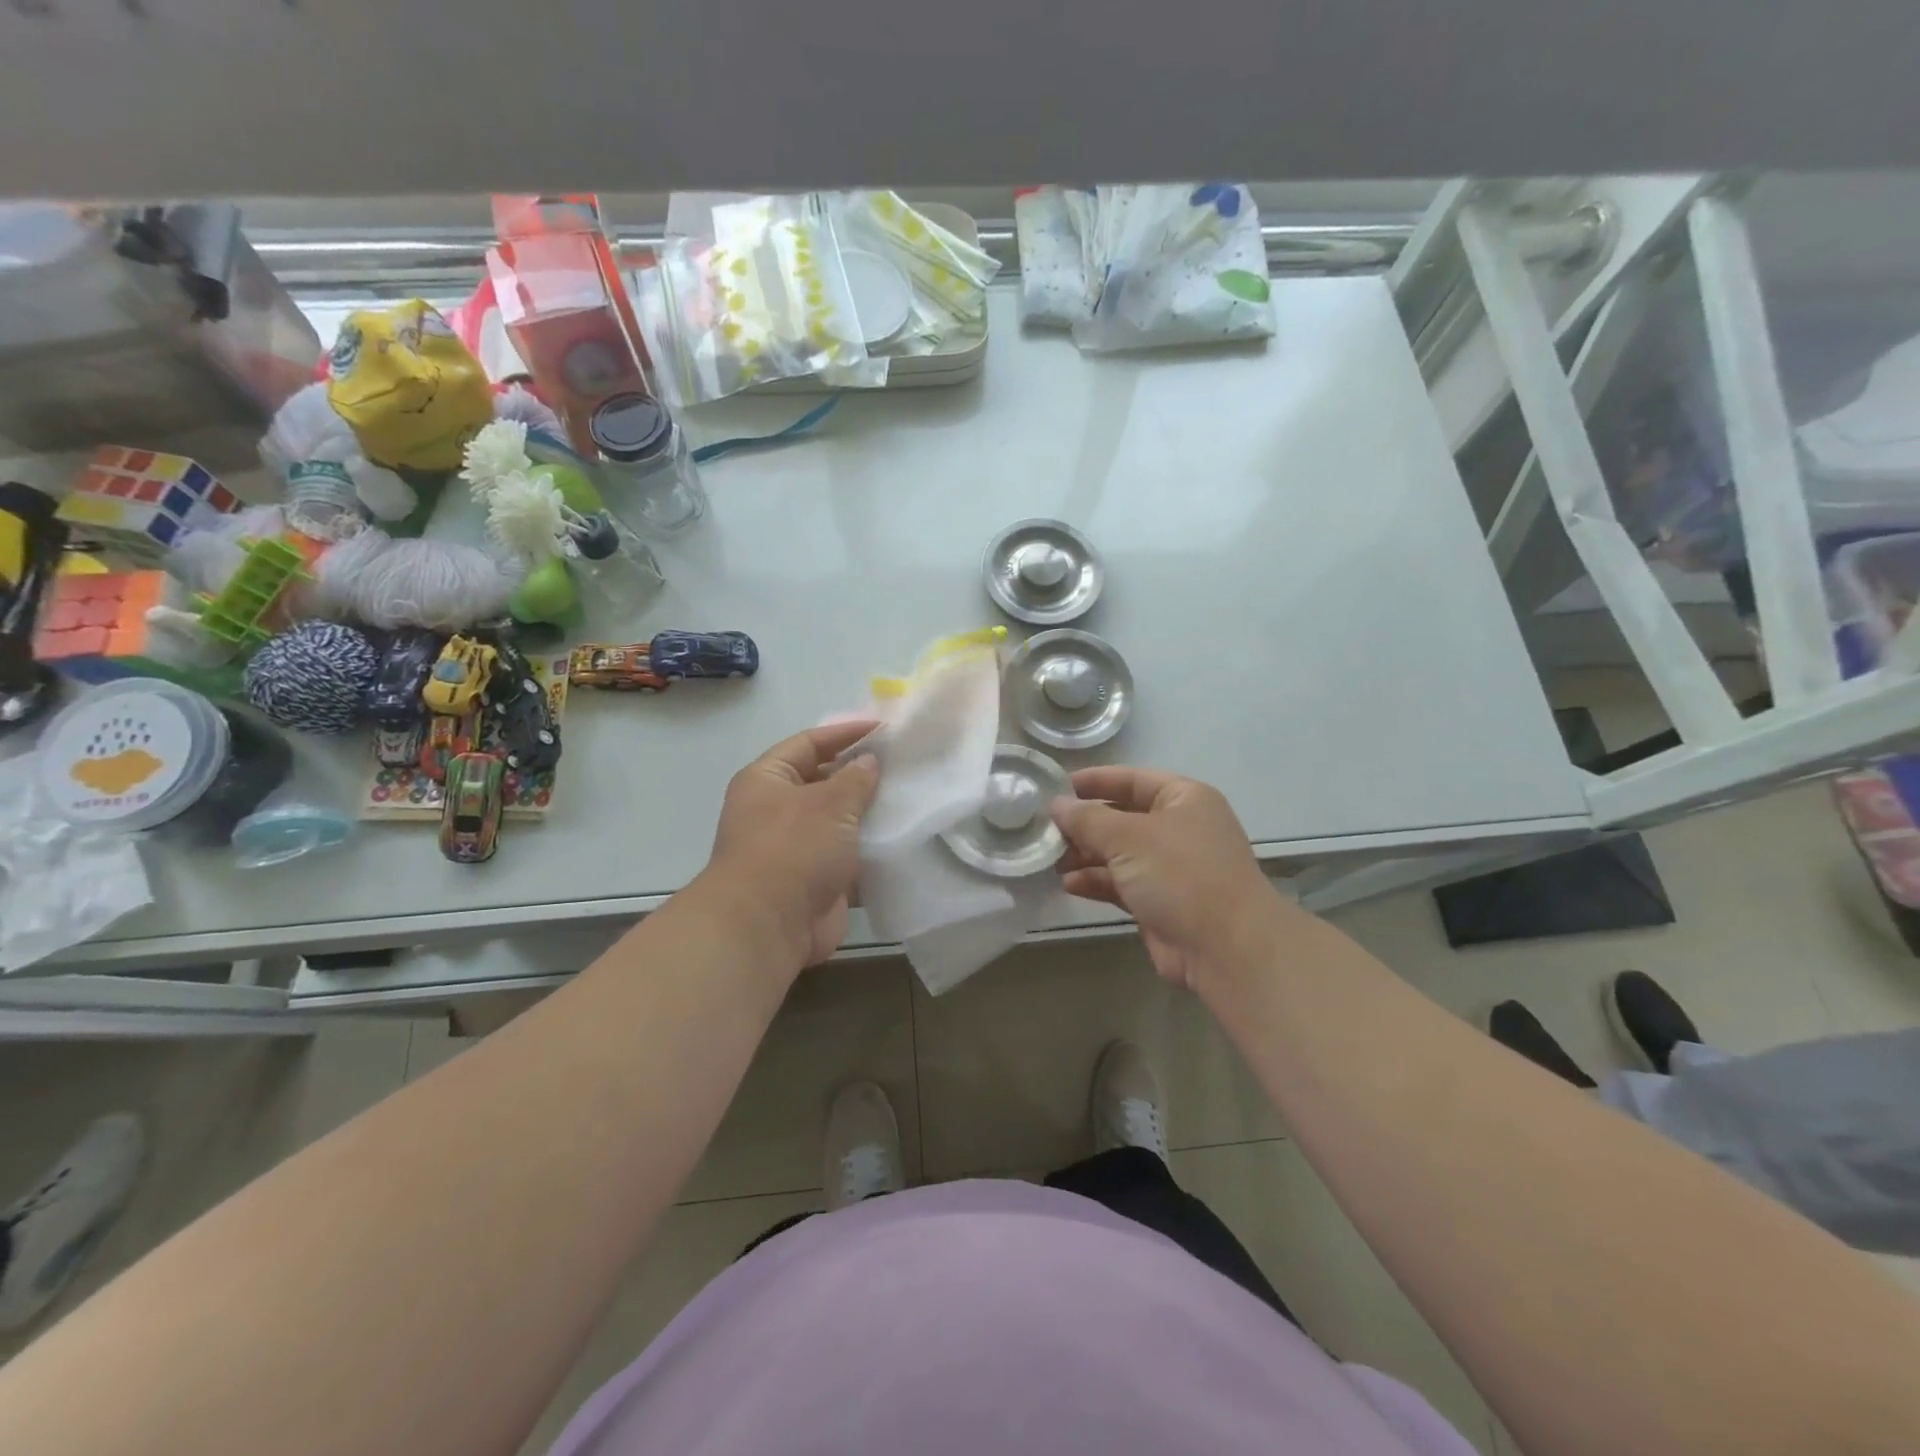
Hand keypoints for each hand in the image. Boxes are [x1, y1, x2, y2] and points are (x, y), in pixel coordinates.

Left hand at [703, 722, 880, 973]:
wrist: (768, 926)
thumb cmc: (793, 849)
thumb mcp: (829, 803)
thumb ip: (855, 778)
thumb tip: (869, 762)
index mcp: (767, 780)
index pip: (808, 743)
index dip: (844, 733)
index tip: (883, 729)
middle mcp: (777, 810)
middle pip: (824, 782)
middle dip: (861, 775)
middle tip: (904, 764)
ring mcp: (796, 848)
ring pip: (840, 822)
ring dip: (870, 814)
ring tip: (912, 797)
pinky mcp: (816, 880)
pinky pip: (849, 857)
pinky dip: (872, 850)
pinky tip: (905, 838)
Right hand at [1051, 766, 1289, 992]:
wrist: (1226, 948)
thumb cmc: (1181, 875)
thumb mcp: (1128, 838)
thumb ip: (1088, 819)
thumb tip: (1057, 804)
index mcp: (1184, 799)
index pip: (1131, 779)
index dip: (1094, 781)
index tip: (1055, 787)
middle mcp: (1179, 828)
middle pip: (1122, 817)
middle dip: (1085, 824)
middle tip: (1045, 829)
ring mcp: (1172, 867)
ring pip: (1119, 853)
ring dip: (1085, 855)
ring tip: (1051, 859)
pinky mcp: (1161, 902)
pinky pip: (1121, 883)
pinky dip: (1096, 881)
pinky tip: (1069, 884)